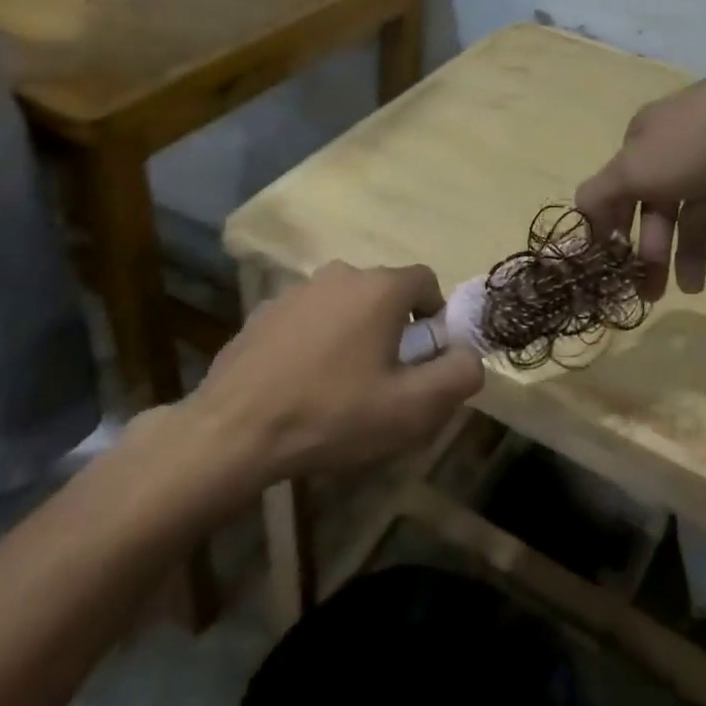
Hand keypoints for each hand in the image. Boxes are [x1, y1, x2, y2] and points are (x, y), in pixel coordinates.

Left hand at [189, 262, 482, 479]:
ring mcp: (296, 290)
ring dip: (354, 332)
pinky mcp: (264, 311)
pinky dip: (316, 339)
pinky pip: (308, 318)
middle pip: (384, 292)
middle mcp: (340, 275)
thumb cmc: (333, 414)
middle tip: (386, 378)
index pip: (426, 281)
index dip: (435, 317)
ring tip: (342, 384)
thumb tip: (470, 356)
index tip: (424, 358)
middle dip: (394, 327)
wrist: (234, 431)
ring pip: (344, 304)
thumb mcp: (411, 409)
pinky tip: (302, 382)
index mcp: (379, 288)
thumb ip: (457, 376)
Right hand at [575, 58, 705, 297]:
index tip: (612, 267)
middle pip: (659, 204)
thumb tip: (577, 217)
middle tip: (653, 293)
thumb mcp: (634, 169)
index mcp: (644, 140)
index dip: (612, 226)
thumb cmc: (695, 143)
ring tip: (694, 289)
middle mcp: (678, 144)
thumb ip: (600, 196)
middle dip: (653, 249)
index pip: (618, 187)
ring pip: (699, 209)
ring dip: (691, 249)